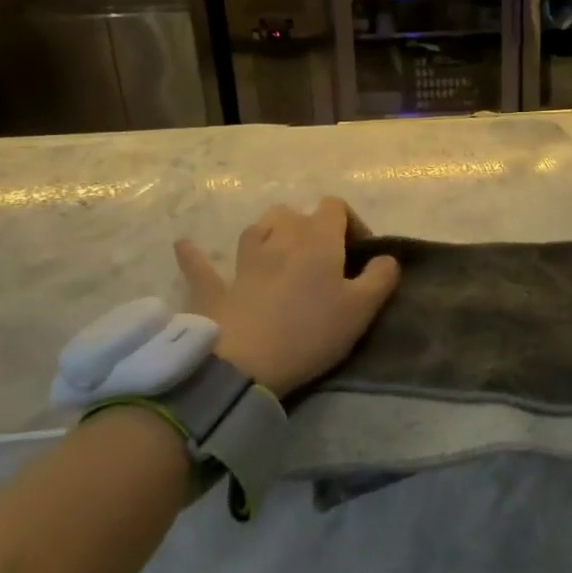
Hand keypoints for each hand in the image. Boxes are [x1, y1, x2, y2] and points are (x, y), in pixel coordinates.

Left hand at [174, 198, 399, 396]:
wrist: (244, 365)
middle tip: (322, 258)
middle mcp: (279, 239)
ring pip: (255, 228)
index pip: (335, 207)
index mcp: (317, 240)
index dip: (350, 222)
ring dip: (269, 232)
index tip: (359, 254)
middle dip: (310, 226)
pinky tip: (184, 246)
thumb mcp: (361, 309)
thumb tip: (386, 258)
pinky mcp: (214, 288)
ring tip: (279, 249)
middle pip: (294, 213)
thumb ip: (381, 278)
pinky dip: (194, 255)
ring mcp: (242, 262)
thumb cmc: (310, 333)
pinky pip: (200, 265)